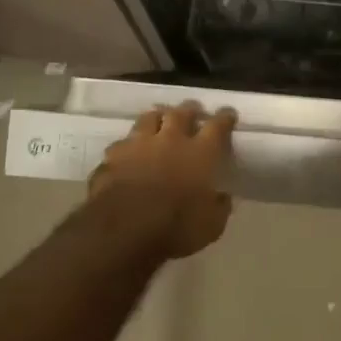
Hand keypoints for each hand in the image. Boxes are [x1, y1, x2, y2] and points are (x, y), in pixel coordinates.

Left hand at [88, 102, 236, 259]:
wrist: (122, 230)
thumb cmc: (175, 228)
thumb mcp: (211, 226)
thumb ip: (219, 207)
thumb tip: (222, 197)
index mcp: (200, 154)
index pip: (217, 126)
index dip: (224, 118)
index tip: (228, 114)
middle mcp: (170, 140)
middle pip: (181, 113)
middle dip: (189, 110)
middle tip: (192, 111)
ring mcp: (138, 145)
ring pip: (149, 118)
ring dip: (157, 117)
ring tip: (159, 119)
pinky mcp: (112, 156)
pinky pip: (122, 143)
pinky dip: (128, 145)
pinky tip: (127, 152)